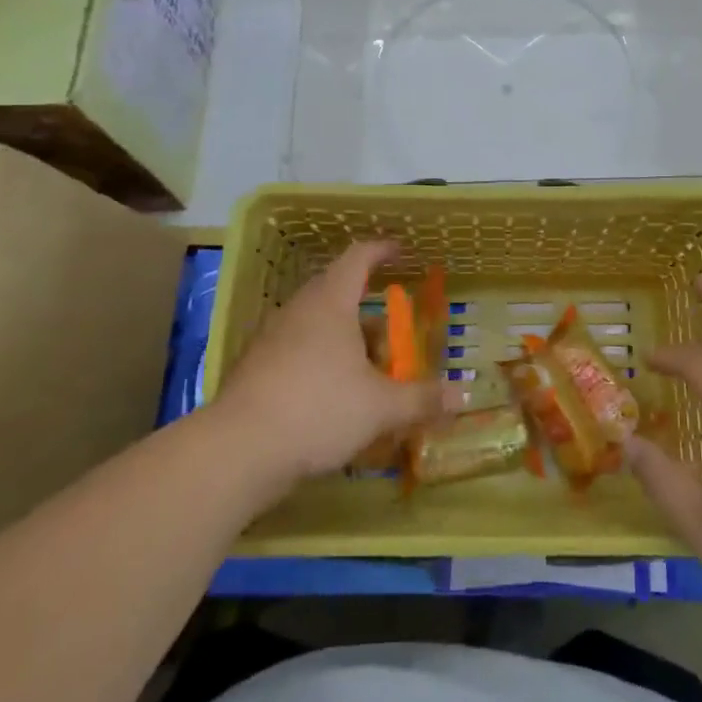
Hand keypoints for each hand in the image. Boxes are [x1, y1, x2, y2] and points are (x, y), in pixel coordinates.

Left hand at [210, 241, 441, 494]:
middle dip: (368, 305)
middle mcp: (299, 311)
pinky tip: (333, 393)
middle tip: (394, 324)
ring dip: (345, 336)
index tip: (402, 251)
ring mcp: (272, 339)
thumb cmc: (318, 410)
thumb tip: (464, 394)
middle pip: (336, 291)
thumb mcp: (380, 407)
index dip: (382, 250)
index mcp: (330, 303)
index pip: (358, 258)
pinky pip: (297, 349)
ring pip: (316, 324)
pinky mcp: (256, 369)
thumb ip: (422, 398)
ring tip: (369, 365)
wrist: (236, 452)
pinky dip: (321, 359)